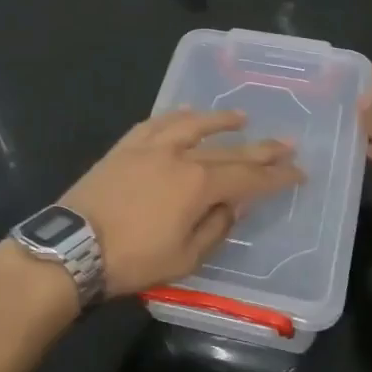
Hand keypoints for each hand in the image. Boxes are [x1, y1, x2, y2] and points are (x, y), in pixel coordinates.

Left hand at [60, 109, 303, 296]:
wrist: (73, 246)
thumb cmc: (132, 259)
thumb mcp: (184, 258)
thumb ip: (215, 228)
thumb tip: (233, 206)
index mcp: (198, 185)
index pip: (248, 177)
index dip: (276, 176)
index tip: (298, 173)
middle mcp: (179, 156)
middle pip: (228, 149)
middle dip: (261, 148)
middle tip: (287, 143)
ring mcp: (150, 146)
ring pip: (193, 125)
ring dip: (220, 120)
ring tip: (243, 117)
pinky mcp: (125, 146)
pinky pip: (157, 122)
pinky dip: (176, 116)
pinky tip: (186, 112)